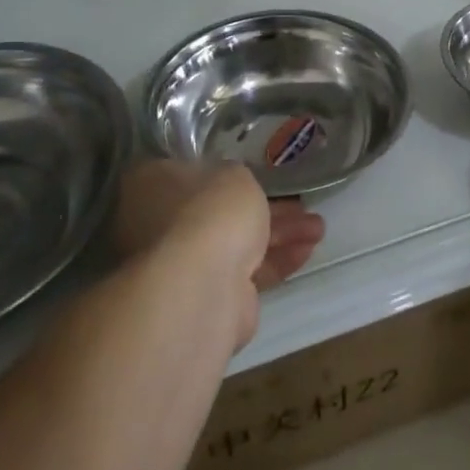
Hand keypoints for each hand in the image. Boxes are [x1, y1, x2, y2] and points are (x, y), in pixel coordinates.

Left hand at [115, 160, 325, 349]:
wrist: (202, 286)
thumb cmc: (210, 211)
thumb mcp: (233, 174)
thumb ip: (235, 179)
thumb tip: (231, 186)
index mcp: (151, 185)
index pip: (185, 172)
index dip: (222, 172)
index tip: (255, 173)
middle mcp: (159, 225)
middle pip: (217, 211)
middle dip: (263, 207)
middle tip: (299, 202)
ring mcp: (182, 265)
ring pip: (237, 243)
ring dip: (279, 234)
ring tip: (318, 228)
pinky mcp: (209, 298)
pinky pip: (248, 272)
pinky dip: (277, 260)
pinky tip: (308, 250)